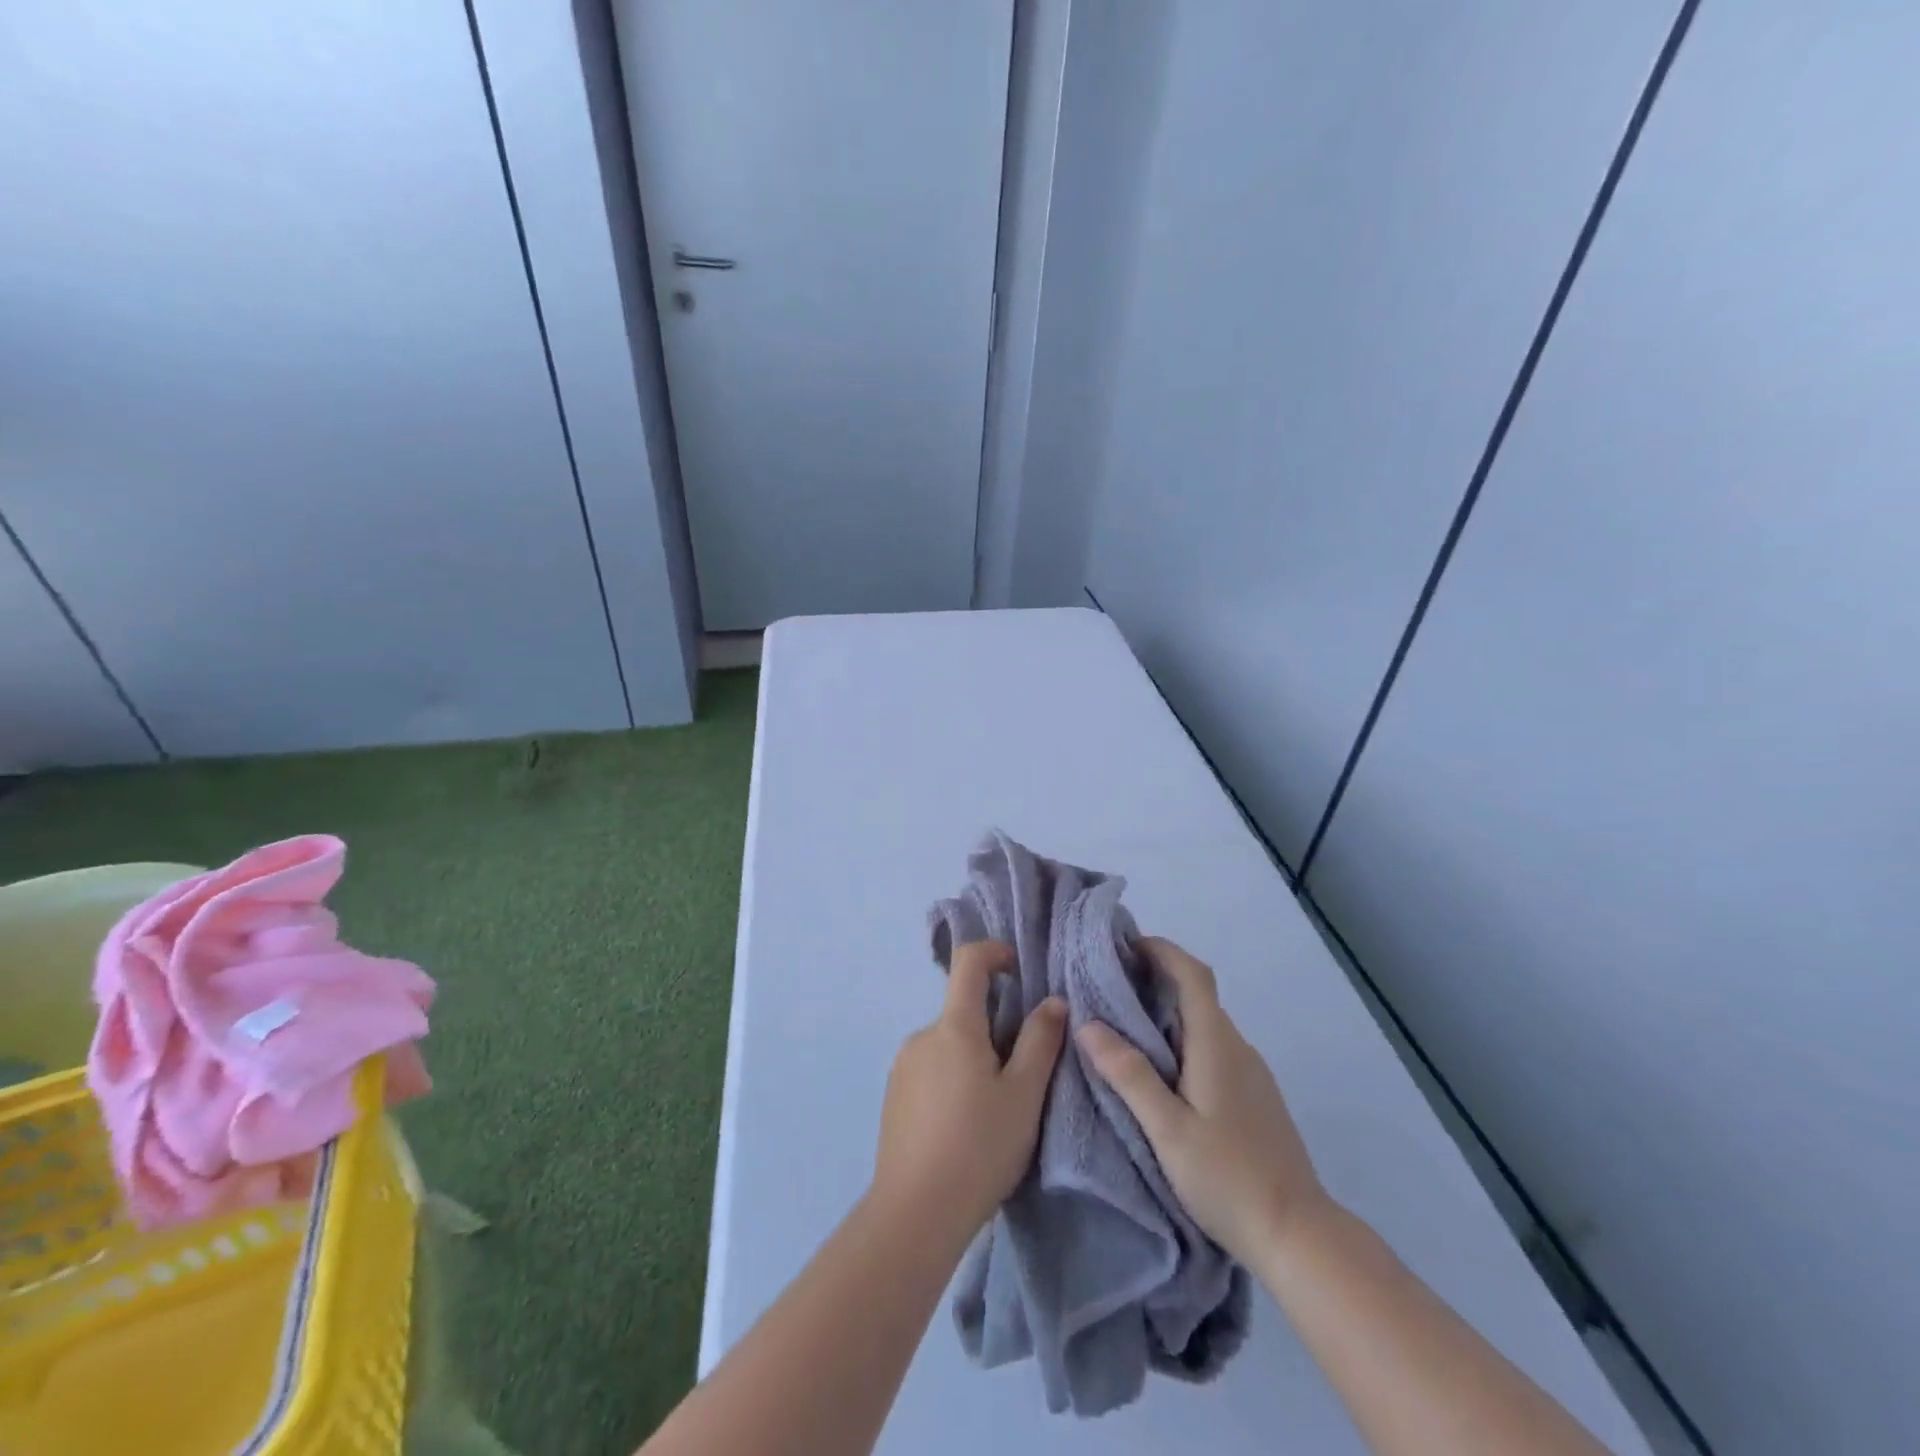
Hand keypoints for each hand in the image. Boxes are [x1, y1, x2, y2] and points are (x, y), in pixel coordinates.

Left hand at [872, 941, 1067, 1248]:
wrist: (915, 1214)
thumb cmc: (978, 1147)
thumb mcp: (1024, 1095)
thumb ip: (1041, 1041)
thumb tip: (1053, 1001)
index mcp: (954, 1026)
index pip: (968, 961)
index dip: (995, 952)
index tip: (1019, 970)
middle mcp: (922, 1036)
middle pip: (963, 1010)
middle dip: (995, 1026)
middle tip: (1023, 1072)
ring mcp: (903, 1066)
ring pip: (949, 1044)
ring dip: (975, 1057)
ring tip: (997, 1109)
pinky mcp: (894, 1096)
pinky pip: (931, 1069)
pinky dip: (953, 1079)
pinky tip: (966, 1126)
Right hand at [1077, 936, 1326, 1264]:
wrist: (1299, 1236)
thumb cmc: (1228, 1177)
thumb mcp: (1168, 1129)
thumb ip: (1130, 1075)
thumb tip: (1088, 1024)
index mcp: (1217, 1045)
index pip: (1194, 975)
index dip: (1162, 950)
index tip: (1126, 945)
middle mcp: (1238, 1048)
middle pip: (1198, 995)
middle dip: (1156, 980)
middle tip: (1109, 986)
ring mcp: (1251, 1073)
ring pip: (1205, 1024)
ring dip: (1168, 1012)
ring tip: (1125, 1027)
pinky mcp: (1255, 1097)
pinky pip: (1214, 1049)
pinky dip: (1184, 1040)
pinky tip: (1162, 1071)